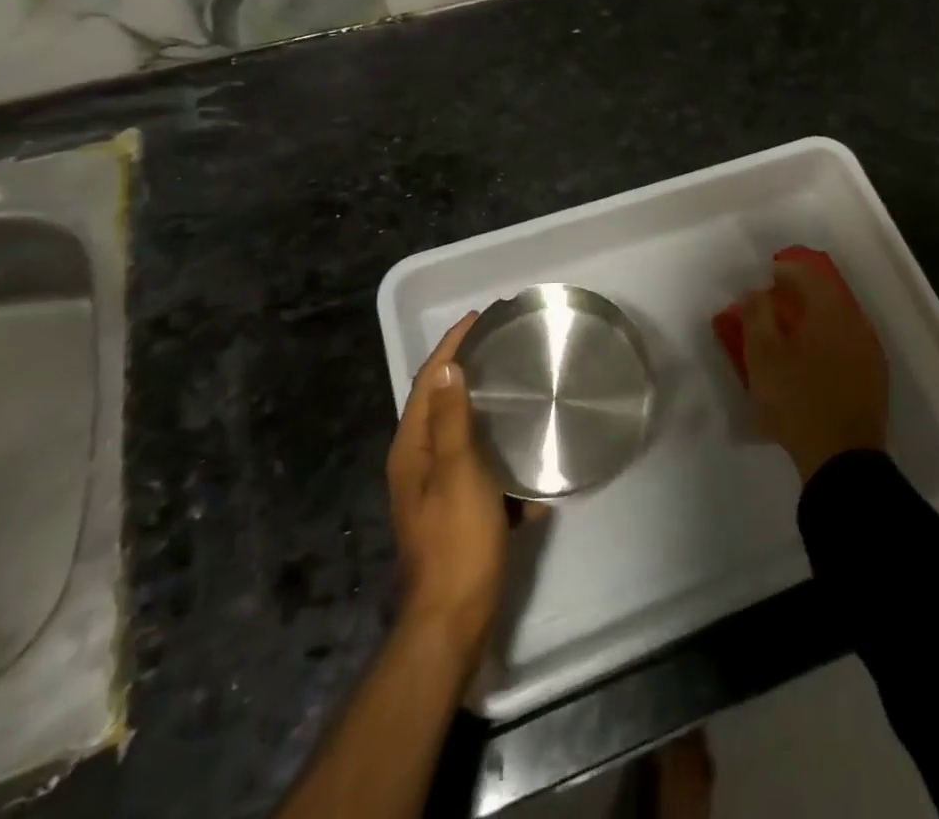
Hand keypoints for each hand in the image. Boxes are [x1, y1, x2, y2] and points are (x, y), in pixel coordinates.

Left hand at [386, 312, 506, 662]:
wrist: (453, 620)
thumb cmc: (457, 540)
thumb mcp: (458, 472)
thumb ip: (452, 419)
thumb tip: (448, 366)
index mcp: (412, 448)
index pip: (429, 381)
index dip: (451, 346)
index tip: (478, 318)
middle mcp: (418, 462)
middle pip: (442, 402)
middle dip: (467, 371)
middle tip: (501, 347)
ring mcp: (436, 488)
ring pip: (463, 434)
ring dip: (486, 411)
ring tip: (518, 389)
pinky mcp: (456, 509)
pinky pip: (479, 466)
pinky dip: (499, 455)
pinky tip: (526, 458)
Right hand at [737, 254, 888, 483]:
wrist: (842, 459)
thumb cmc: (796, 399)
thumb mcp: (762, 355)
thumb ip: (757, 314)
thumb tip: (757, 292)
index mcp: (831, 312)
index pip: (810, 274)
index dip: (786, 269)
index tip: (768, 275)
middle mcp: (857, 324)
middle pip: (828, 295)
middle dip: (801, 293)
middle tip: (776, 301)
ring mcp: (870, 352)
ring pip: (839, 320)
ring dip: (815, 317)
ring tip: (791, 330)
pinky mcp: (874, 378)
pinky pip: (847, 344)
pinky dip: (828, 340)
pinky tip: (812, 358)